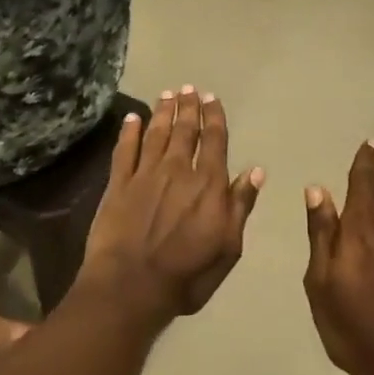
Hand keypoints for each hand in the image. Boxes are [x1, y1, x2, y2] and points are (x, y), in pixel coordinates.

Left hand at [78, 87, 264, 323]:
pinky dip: (129, 132)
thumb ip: (240, 206)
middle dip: (188, 107)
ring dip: (162, 112)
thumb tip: (255, 171)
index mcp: (208, 185)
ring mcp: (145, 174)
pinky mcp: (118, 184)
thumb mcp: (228, 247)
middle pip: (184, 130)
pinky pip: (124, 150)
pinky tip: (132, 119)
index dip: (214, 117)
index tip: (212, 98)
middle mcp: (177, 170)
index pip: (214, 141)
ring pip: (156, 134)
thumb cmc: (186, 274)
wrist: (131, 286)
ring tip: (166, 94)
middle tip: (188, 88)